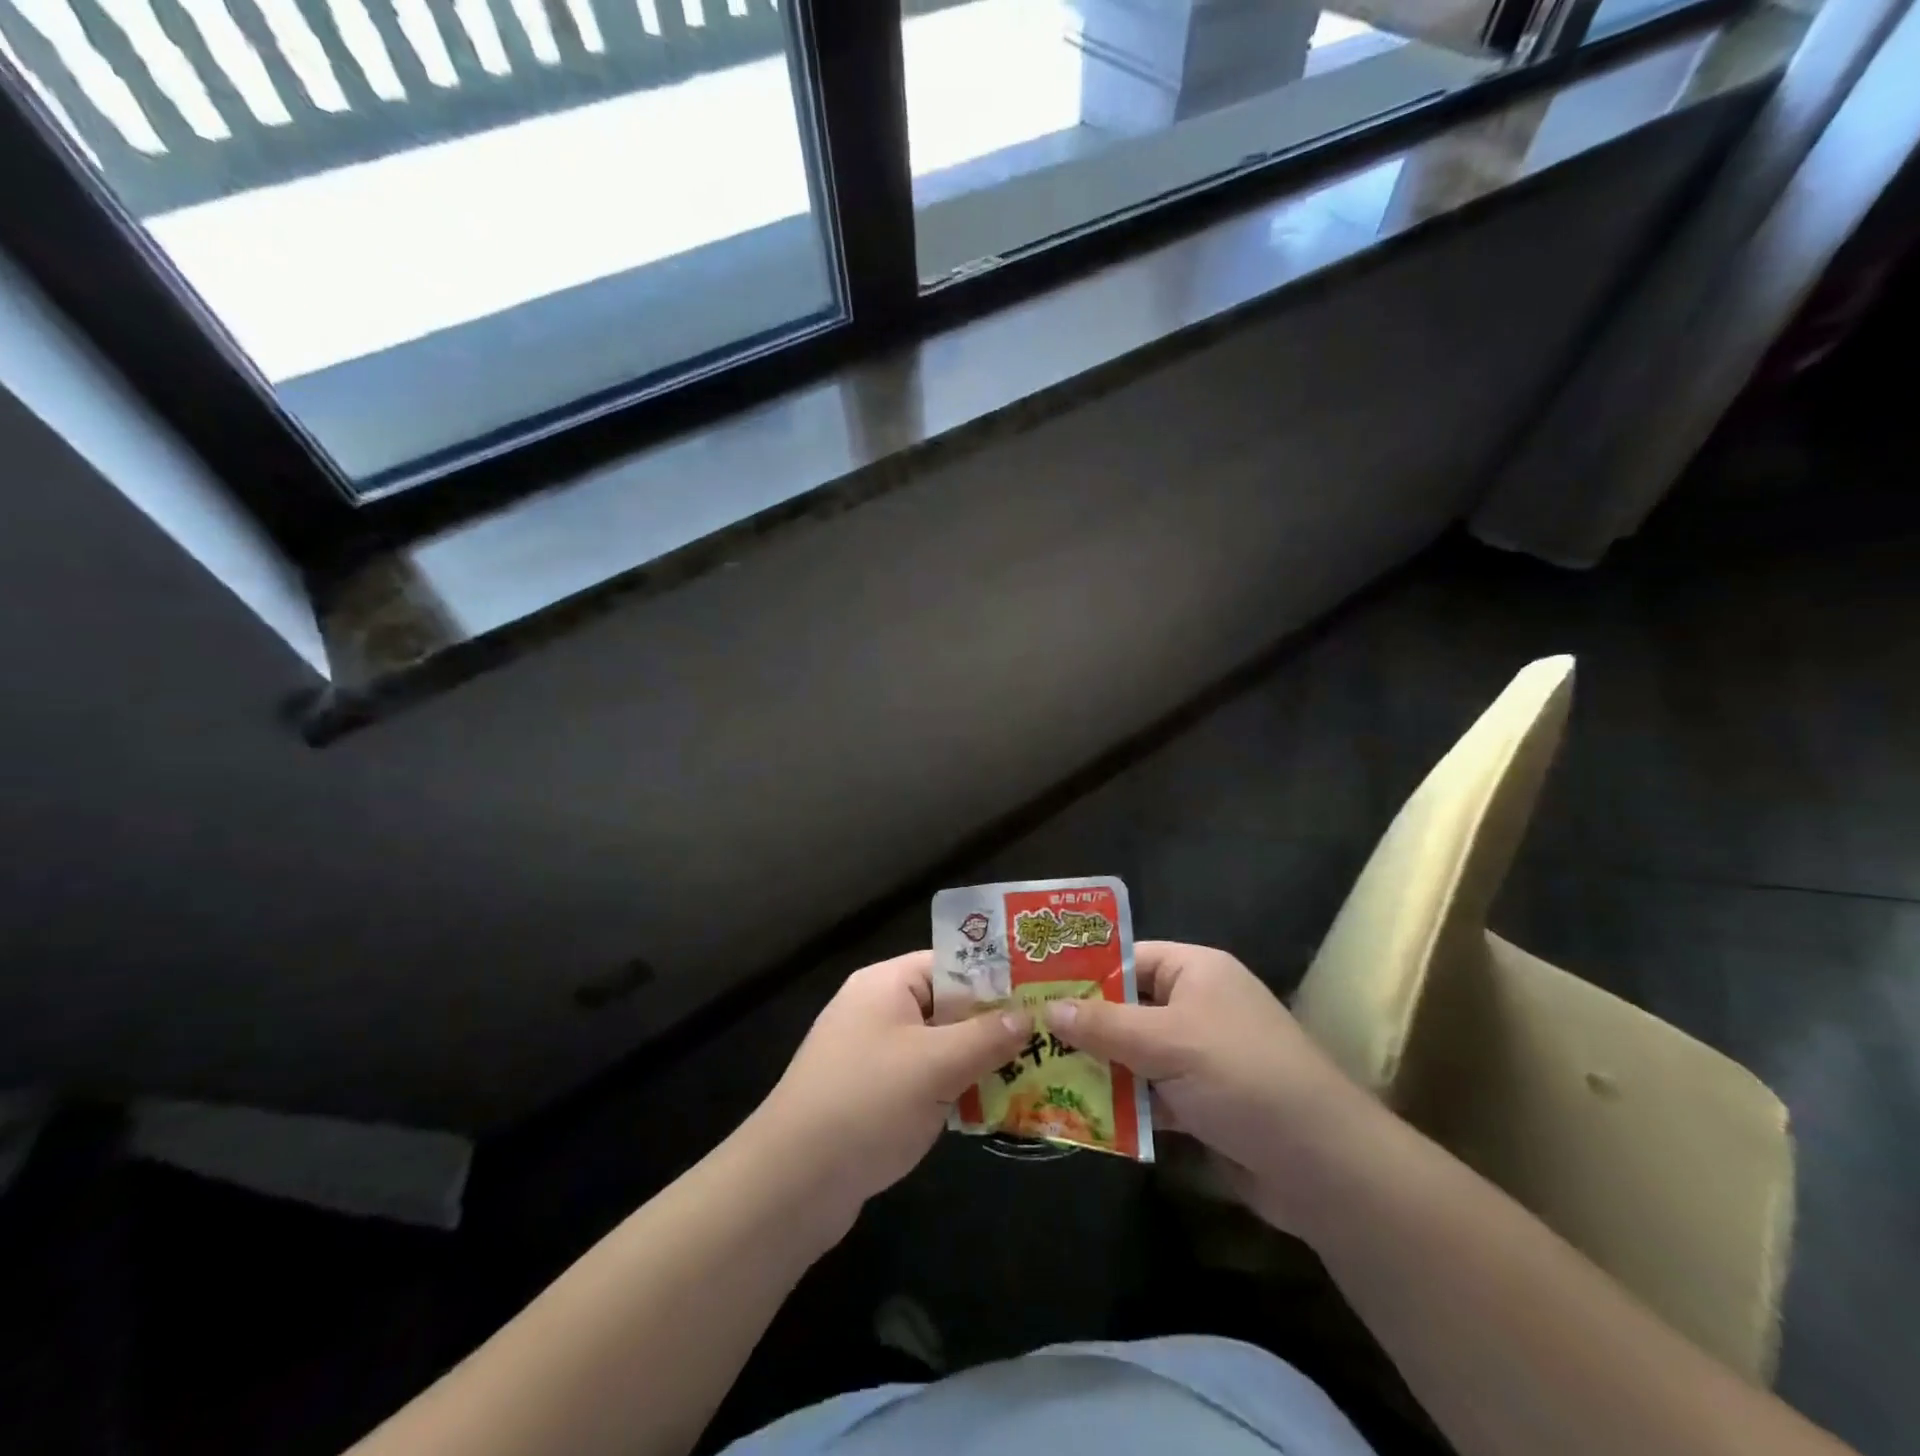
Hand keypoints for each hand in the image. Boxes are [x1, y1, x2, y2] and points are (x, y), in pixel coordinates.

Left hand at [753, 951, 1028, 1216]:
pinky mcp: (872, 1096)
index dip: (996, 978)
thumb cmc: (866, 1103)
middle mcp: (878, 1010)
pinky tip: (993, 1109)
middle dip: (994, 1026)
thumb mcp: (935, 1065)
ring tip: (1035, 1075)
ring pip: (939, 1047)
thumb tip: (1028, 1015)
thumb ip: (986, 1037)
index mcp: (886, 984)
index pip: (952, 964)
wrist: (791, 1183)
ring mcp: (872, 1055)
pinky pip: (924, 1080)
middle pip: (948, 1006)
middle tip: (1048, 1039)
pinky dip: (954, 1091)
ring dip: (977, 1063)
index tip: (1042, 996)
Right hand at [1045, 941, 1384, 1235]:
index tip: (1034, 989)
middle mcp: (1197, 1006)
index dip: (1083, 972)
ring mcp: (1200, 1057)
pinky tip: (1080, 1117)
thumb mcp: (1167, 1042)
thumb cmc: (1242, 1076)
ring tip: (1037, 1077)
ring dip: (1097, 1070)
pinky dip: (1122, 1105)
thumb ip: (1104, 1025)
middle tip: (1026, 1037)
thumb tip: (1047, 1008)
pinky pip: (1149, 1094)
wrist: (1323, 1165)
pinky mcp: (1202, 1103)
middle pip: (1127, 1009)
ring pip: (1134, 1055)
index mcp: (1195, 972)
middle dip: (1083, 1027)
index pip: (1128, 959)